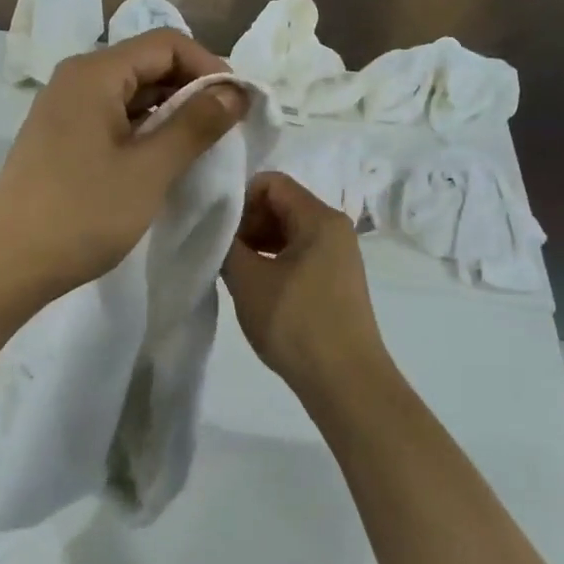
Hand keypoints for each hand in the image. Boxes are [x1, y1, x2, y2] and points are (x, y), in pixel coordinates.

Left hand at [0, 29, 247, 300]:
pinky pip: (113, 118)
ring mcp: (64, 110)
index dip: (209, 67)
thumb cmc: (81, 214)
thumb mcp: (149, 169)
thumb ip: (195, 125)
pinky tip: (162, 161)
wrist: (6, 264)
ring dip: (170, 113)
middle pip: (147, 63)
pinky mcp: (60, 139)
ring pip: (131, 94)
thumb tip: (234, 90)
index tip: (239, 106)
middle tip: (226, 129)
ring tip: (200, 148)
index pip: (167, 43)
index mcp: (95, 73)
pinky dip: (144, 131)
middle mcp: (76, 79)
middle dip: (192, 89)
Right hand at [221, 172, 388, 398]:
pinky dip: (273, 262)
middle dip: (247, 222)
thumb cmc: (296, 323)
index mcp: (319, 218)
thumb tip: (217, 231)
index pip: (271, 182)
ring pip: (289, 232)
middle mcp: (334, 229)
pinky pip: (299, 255)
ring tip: (236, 274)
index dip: (238, 199)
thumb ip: (226, 245)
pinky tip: (257, 289)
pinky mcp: (336, 281)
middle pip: (281, 205)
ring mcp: (338, 256)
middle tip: (223, 254)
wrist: (345, 381)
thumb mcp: (249, 280)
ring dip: (258, 245)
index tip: (218, 230)